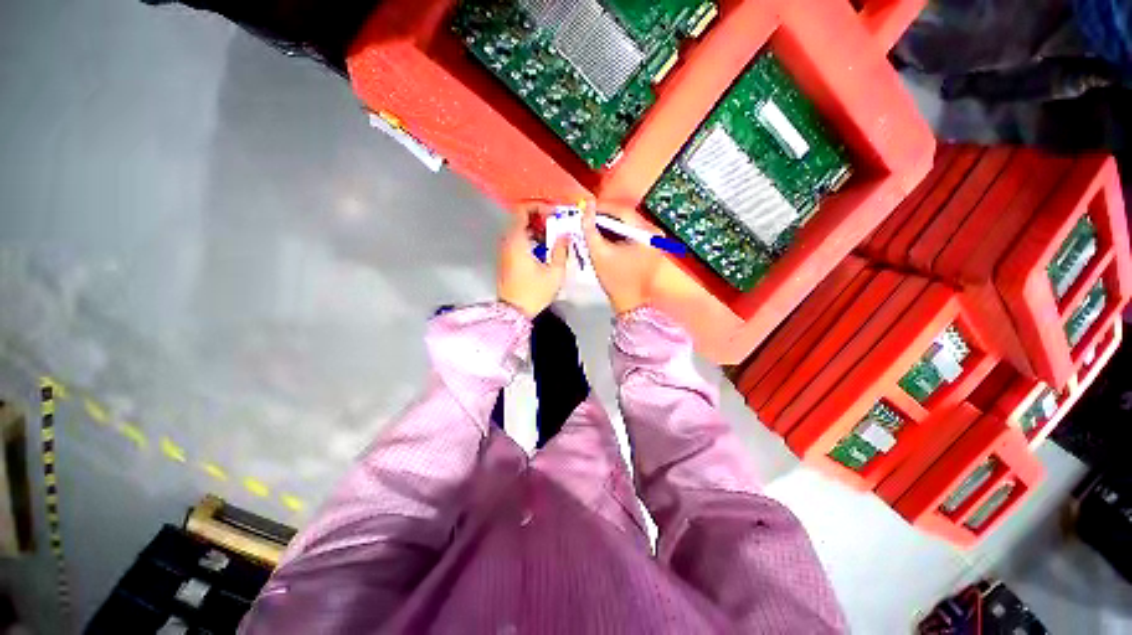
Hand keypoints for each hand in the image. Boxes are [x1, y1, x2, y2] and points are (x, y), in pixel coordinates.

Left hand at [497, 204, 569, 317]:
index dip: (538, 206)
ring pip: (520, 230)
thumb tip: (565, 235)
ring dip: (537, 230)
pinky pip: (518, 241)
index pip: (521, 209)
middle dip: (541, 218)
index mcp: (517, 241)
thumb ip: (561, 250)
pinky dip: (531, 239)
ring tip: (554, 239)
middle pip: (521, 218)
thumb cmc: (534, 292)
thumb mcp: (554, 272)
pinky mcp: (506, 260)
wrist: (514, 312)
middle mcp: (507, 242)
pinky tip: (545, 250)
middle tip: (558, 225)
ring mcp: (505, 251)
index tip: (554, 213)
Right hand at [582, 207, 662, 314]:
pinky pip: (632, 232)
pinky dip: (617, 232)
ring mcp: (655, 239)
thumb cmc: (614, 279)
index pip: (621, 210)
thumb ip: (589, 227)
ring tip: (592, 226)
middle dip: (604, 216)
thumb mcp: (598, 252)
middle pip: (626, 216)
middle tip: (586, 217)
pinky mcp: (651, 246)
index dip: (601, 208)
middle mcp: (654, 232)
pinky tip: (604, 235)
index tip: (584, 208)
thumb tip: (586, 203)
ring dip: (610, 224)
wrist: (629, 303)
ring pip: (628, 223)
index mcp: (646, 233)